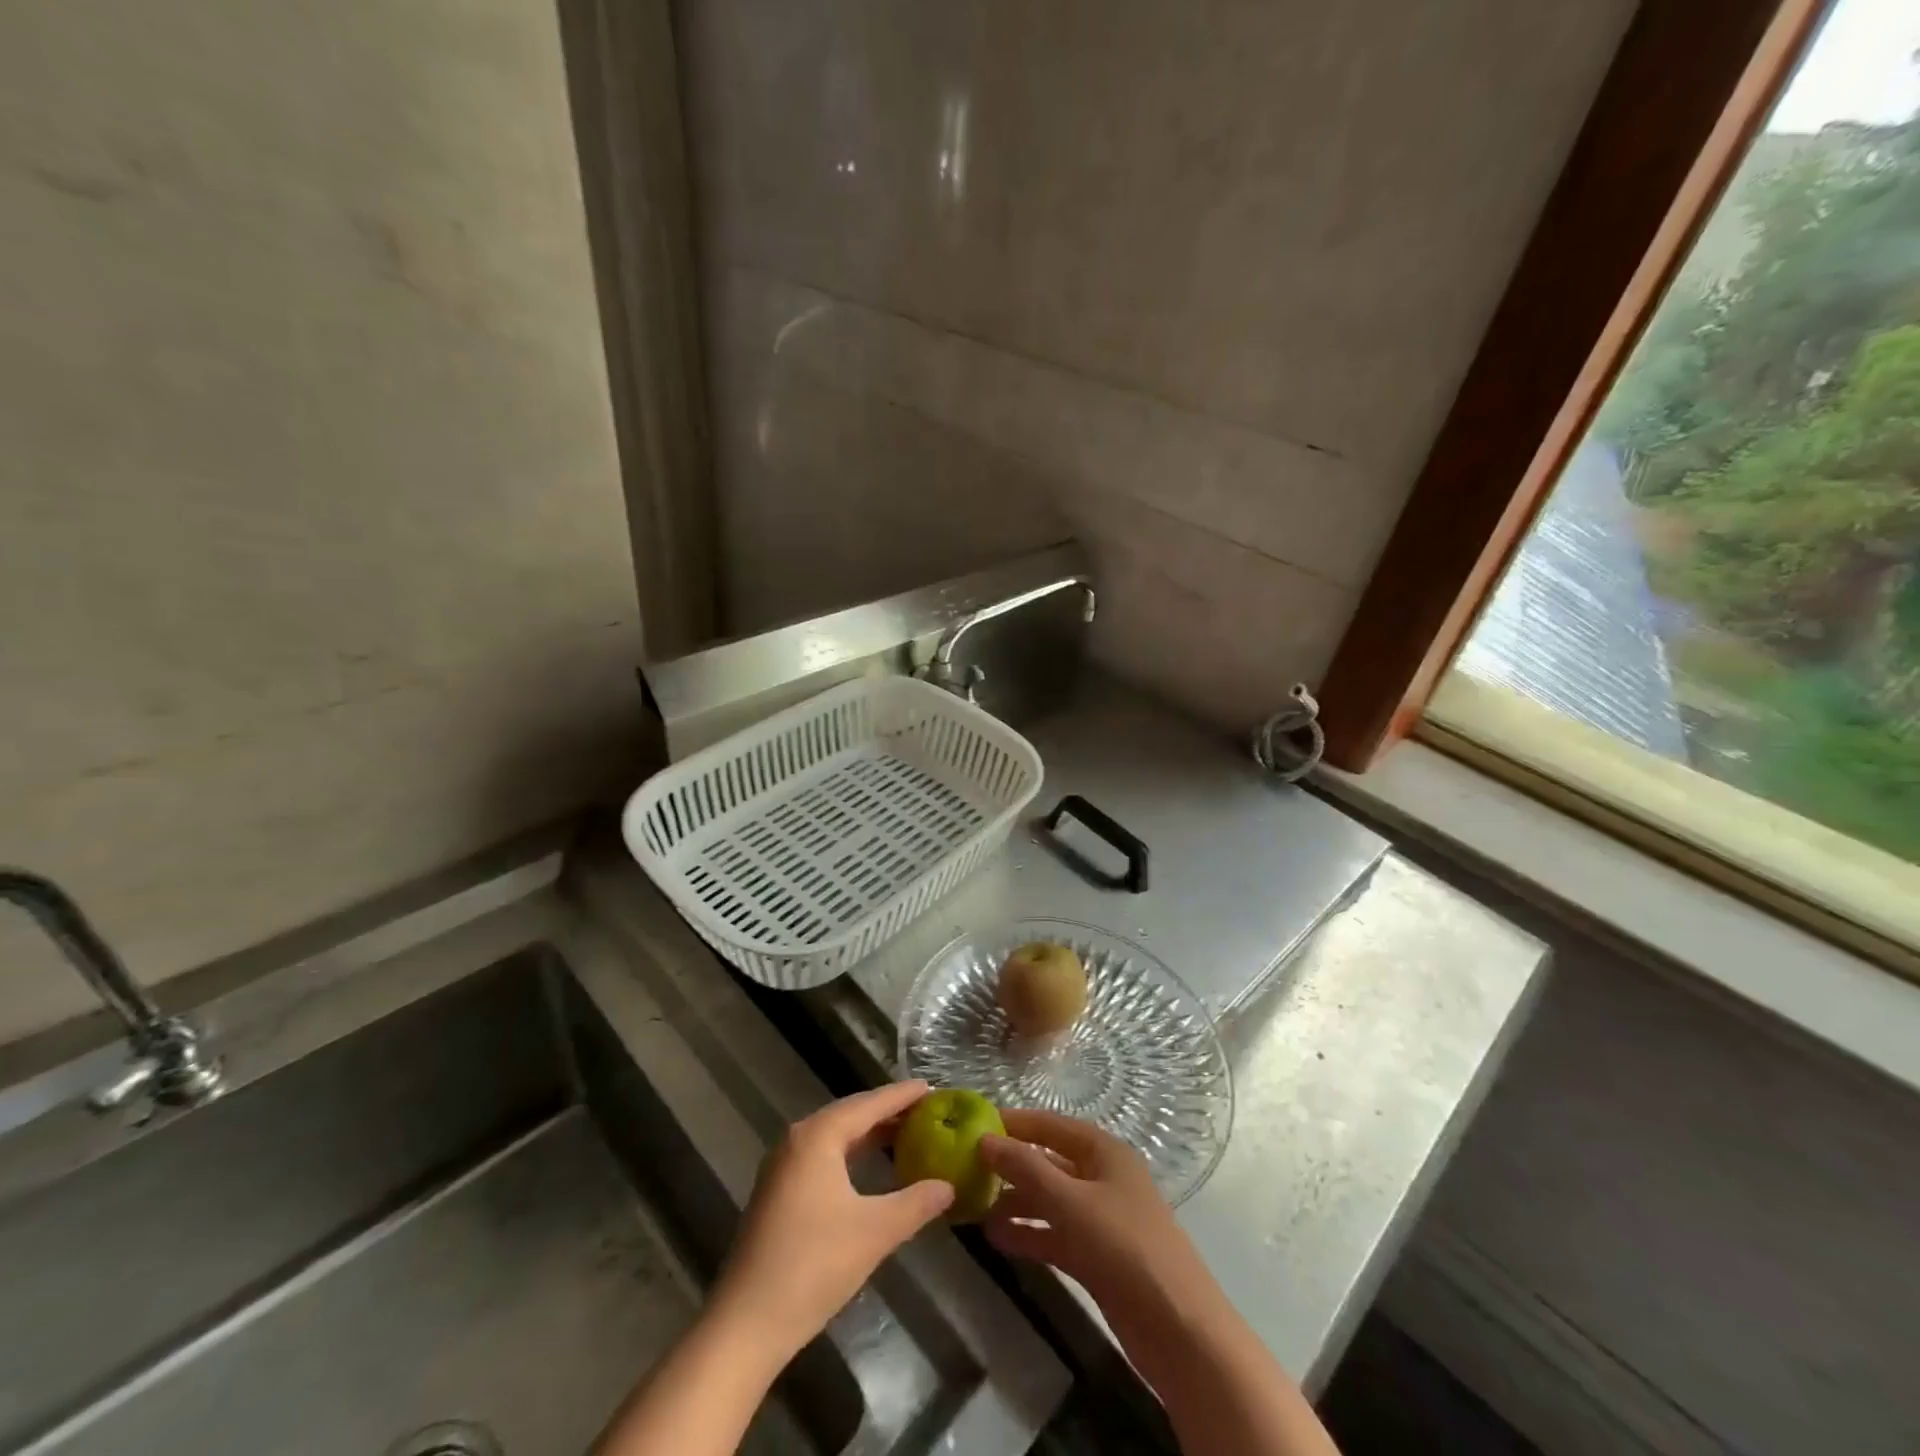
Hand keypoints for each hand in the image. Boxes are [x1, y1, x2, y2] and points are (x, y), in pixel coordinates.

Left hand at [712, 1081, 953, 1362]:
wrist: (745, 1325)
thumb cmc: (813, 1266)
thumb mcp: (874, 1232)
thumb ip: (915, 1203)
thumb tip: (948, 1186)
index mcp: (818, 1136)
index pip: (869, 1104)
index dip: (902, 1096)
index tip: (932, 1087)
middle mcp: (797, 1140)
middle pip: (850, 1114)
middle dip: (887, 1112)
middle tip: (925, 1110)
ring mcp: (782, 1167)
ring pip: (834, 1136)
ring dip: (868, 1134)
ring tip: (904, 1134)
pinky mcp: (777, 1193)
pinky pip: (822, 1156)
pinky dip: (850, 1154)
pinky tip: (869, 1169)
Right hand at [979, 1108, 1211, 1336]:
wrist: (1179, 1330)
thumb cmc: (1125, 1247)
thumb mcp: (1071, 1202)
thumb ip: (1026, 1169)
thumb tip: (984, 1139)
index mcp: (1102, 1150)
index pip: (1049, 1125)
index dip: (1012, 1123)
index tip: (970, 1126)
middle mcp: (1100, 1176)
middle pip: (1047, 1162)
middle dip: (1009, 1165)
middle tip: (963, 1171)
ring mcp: (1098, 1218)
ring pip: (1047, 1200)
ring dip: (1014, 1202)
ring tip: (971, 1207)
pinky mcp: (1095, 1256)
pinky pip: (1053, 1234)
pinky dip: (1027, 1234)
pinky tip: (995, 1238)